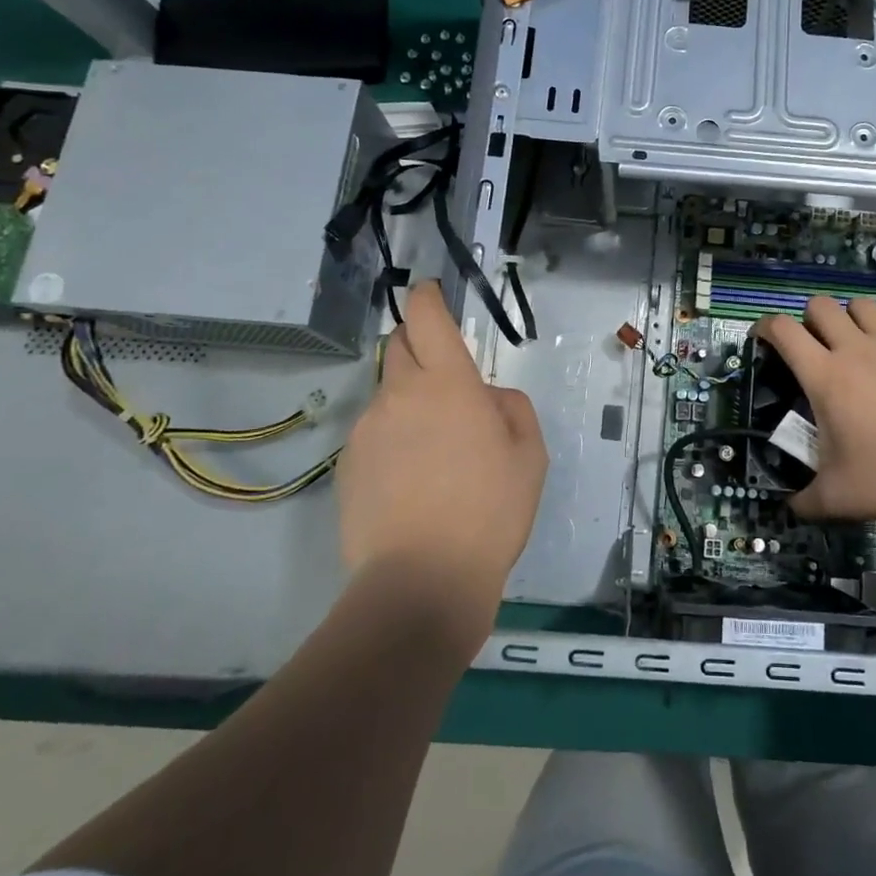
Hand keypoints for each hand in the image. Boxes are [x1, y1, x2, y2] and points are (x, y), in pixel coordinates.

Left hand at [336, 283, 546, 638]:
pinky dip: (393, 439)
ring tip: (435, 452)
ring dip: (409, 402)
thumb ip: (510, 407)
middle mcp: (399, 395)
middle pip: (398, 347)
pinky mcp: (346, 466)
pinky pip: (375, 434)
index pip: (427, 319)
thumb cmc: (488, 511)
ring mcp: (366, 430)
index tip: (430, 292)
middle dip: (418, 346)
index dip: (428, 298)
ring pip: (388, 395)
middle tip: (447, 381)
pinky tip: (412, 483)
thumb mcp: (529, 454)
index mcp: (447, 384)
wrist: (420, 582)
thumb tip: (486, 397)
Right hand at [754, 295, 875, 527]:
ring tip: (858, 347)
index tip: (761, 336)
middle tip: (814, 346)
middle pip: (821, 305)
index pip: (783, 330)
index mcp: (826, 376)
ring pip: (864, 307)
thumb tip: (792, 508)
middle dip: (810, 318)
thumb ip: (808, 500)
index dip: (765, 326)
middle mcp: (858, 350)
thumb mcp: (840, 496)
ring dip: (853, 320)